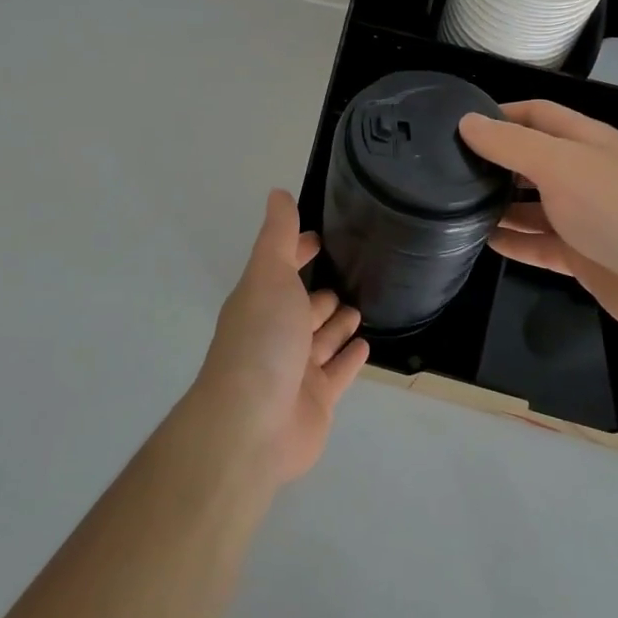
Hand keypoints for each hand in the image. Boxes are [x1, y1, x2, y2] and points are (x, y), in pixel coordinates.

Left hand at [193, 190, 368, 484]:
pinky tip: (365, 344)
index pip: (282, 269)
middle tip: (352, 275)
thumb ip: (278, 236)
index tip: (320, 238)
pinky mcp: (317, 401)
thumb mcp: (269, 275)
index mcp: (261, 301)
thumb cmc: (262, 340)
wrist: (252, 425)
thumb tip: (277, 193)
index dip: (299, 252)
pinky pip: (338, 373)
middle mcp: (276, 333)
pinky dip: (349, 358)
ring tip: (360, 307)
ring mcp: (296, 370)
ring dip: (337, 323)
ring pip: (322, 340)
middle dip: (321, 292)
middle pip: (302, 307)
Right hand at [459, 101, 617, 344]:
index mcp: (584, 141)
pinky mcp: (581, 256)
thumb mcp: (559, 164)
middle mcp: (583, 174)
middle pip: (531, 160)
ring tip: (455, 206)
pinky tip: (482, 242)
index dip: (500, 114)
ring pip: (532, 205)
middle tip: (447, 168)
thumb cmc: (616, 208)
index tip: (459, 124)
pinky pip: (539, 245)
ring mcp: (583, 217)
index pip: (536, 114)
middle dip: (494, 162)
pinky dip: (514, 242)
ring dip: (499, 205)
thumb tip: (467, 122)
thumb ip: (511, 144)